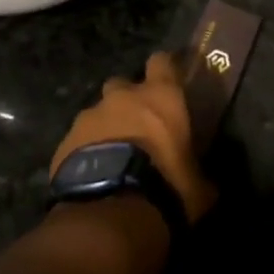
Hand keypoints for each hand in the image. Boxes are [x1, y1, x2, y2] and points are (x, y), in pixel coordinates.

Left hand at [51, 53, 216, 223]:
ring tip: (112, 157)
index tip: (169, 82)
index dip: (164, 70)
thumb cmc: (165, 187)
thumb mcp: (197, 187)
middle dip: (128, 100)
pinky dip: (85, 151)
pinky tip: (92, 175)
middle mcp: (123, 97)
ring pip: (97, 112)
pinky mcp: (65, 141)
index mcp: (161, 97)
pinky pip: (77, 140)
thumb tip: (207, 184)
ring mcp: (89, 116)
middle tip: (137, 126)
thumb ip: (200, 176)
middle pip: (123, 84)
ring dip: (105, 128)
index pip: (162, 62)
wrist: (110, 211)